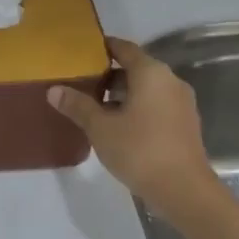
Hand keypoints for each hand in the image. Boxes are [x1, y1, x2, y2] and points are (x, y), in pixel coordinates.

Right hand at [49, 37, 216, 214]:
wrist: (184, 190)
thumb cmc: (139, 150)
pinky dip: (137, 108)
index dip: (103, 47)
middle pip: (135, 68)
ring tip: (94, 107)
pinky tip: (117, 126)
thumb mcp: (100, 128)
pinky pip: (156, 105)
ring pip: (146, 89)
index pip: (124, 48)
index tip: (82, 52)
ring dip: (122, 94)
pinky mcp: (185, 123)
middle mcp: (170, 81)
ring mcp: (181, 103)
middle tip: (81, 83)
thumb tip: (53, 90)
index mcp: (151, 73)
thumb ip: (77, 105)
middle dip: (108, 75)